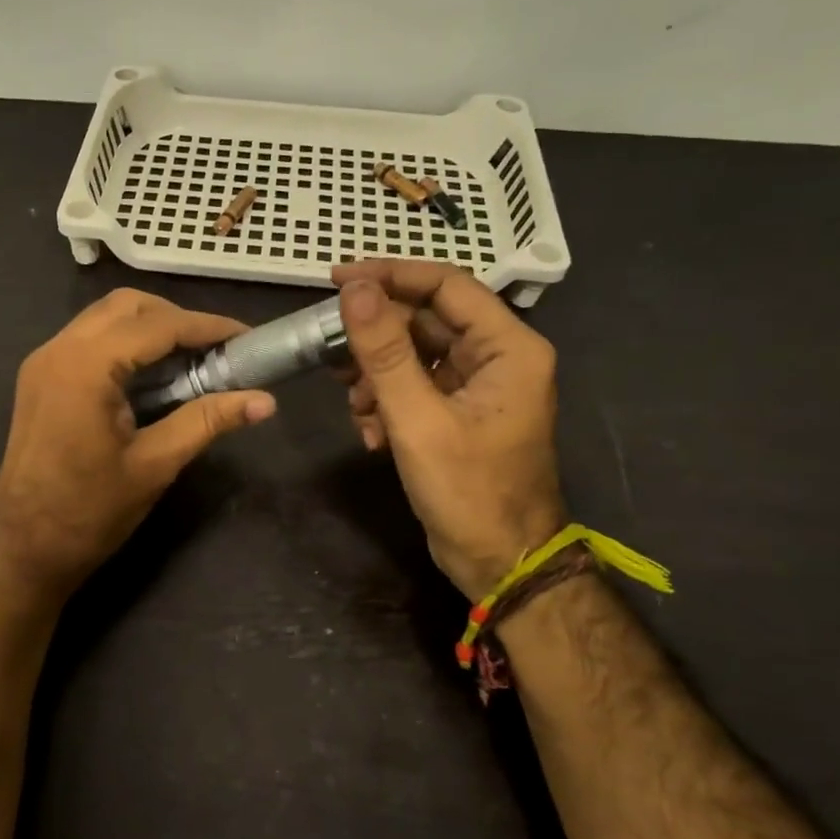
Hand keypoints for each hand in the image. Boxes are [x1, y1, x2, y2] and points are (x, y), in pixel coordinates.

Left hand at [0, 289, 276, 600]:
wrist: (23, 549)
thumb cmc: (89, 512)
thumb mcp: (155, 464)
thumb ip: (208, 421)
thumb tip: (266, 401)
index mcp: (85, 367)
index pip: (156, 326)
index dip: (207, 327)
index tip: (247, 338)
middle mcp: (58, 349)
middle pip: (127, 306)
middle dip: (176, 319)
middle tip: (217, 350)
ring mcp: (43, 362)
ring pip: (105, 318)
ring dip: (150, 328)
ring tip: (191, 360)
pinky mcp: (39, 378)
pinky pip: (88, 340)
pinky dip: (125, 344)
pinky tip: (152, 375)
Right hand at [333, 260, 565, 599]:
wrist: (500, 563)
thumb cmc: (468, 491)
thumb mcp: (418, 418)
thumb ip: (384, 351)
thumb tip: (354, 289)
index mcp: (508, 347)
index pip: (446, 284)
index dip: (390, 275)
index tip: (336, 280)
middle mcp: (498, 357)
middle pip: (425, 321)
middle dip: (375, 340)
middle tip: (331, 355)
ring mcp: (478, 386)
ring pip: (414, 356)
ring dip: (376, 377)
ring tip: (355, 408)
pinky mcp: (459, 412)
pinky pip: (416, 387)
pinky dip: (387, 402)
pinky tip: (372, 434)